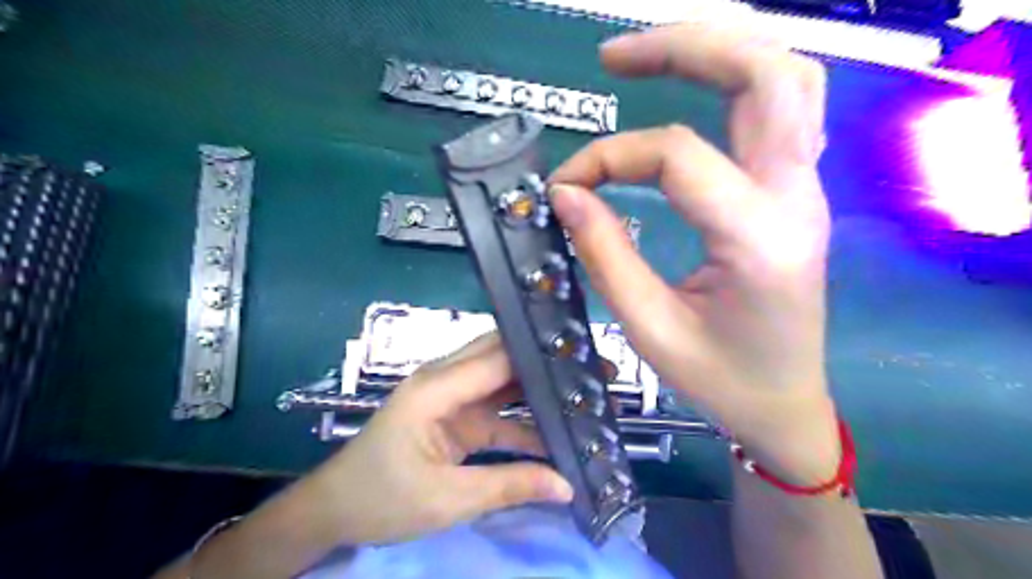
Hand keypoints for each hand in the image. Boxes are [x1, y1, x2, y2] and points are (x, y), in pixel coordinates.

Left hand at [311, 333, 576, 543]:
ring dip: (540, 389)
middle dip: (546, 363)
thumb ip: (509, 486)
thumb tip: (567, 485)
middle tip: (592, 371)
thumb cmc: (381, 498)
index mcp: (436, 387)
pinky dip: (525, 419)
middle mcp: (446, 380)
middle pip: (503, 358)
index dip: (541, 355)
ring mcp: (452, 397)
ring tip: (583, 396)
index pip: (498, 357)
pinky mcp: (457, 416)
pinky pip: (498, 410)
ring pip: (504, 381)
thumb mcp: (447, 499)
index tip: (582, 358)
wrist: (336, 511)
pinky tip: (555, 431)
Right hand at [553, 22, 832, 482]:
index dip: (607, 158)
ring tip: (650, 57)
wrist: (786, 406)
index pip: (676, 155)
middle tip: (614, 57)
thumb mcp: (649, 328)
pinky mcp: (794, 193)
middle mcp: (794, 197)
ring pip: (785, 78)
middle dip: (685, 47)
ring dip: (718, 51)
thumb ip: (605, 253)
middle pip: (763, 75)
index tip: (564, 186)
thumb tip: (566, 193)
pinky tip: (693, 87)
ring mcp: (804, 189)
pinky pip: (780, 109)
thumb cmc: (721, 380)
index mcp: (757, 238)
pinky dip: (734, 81)